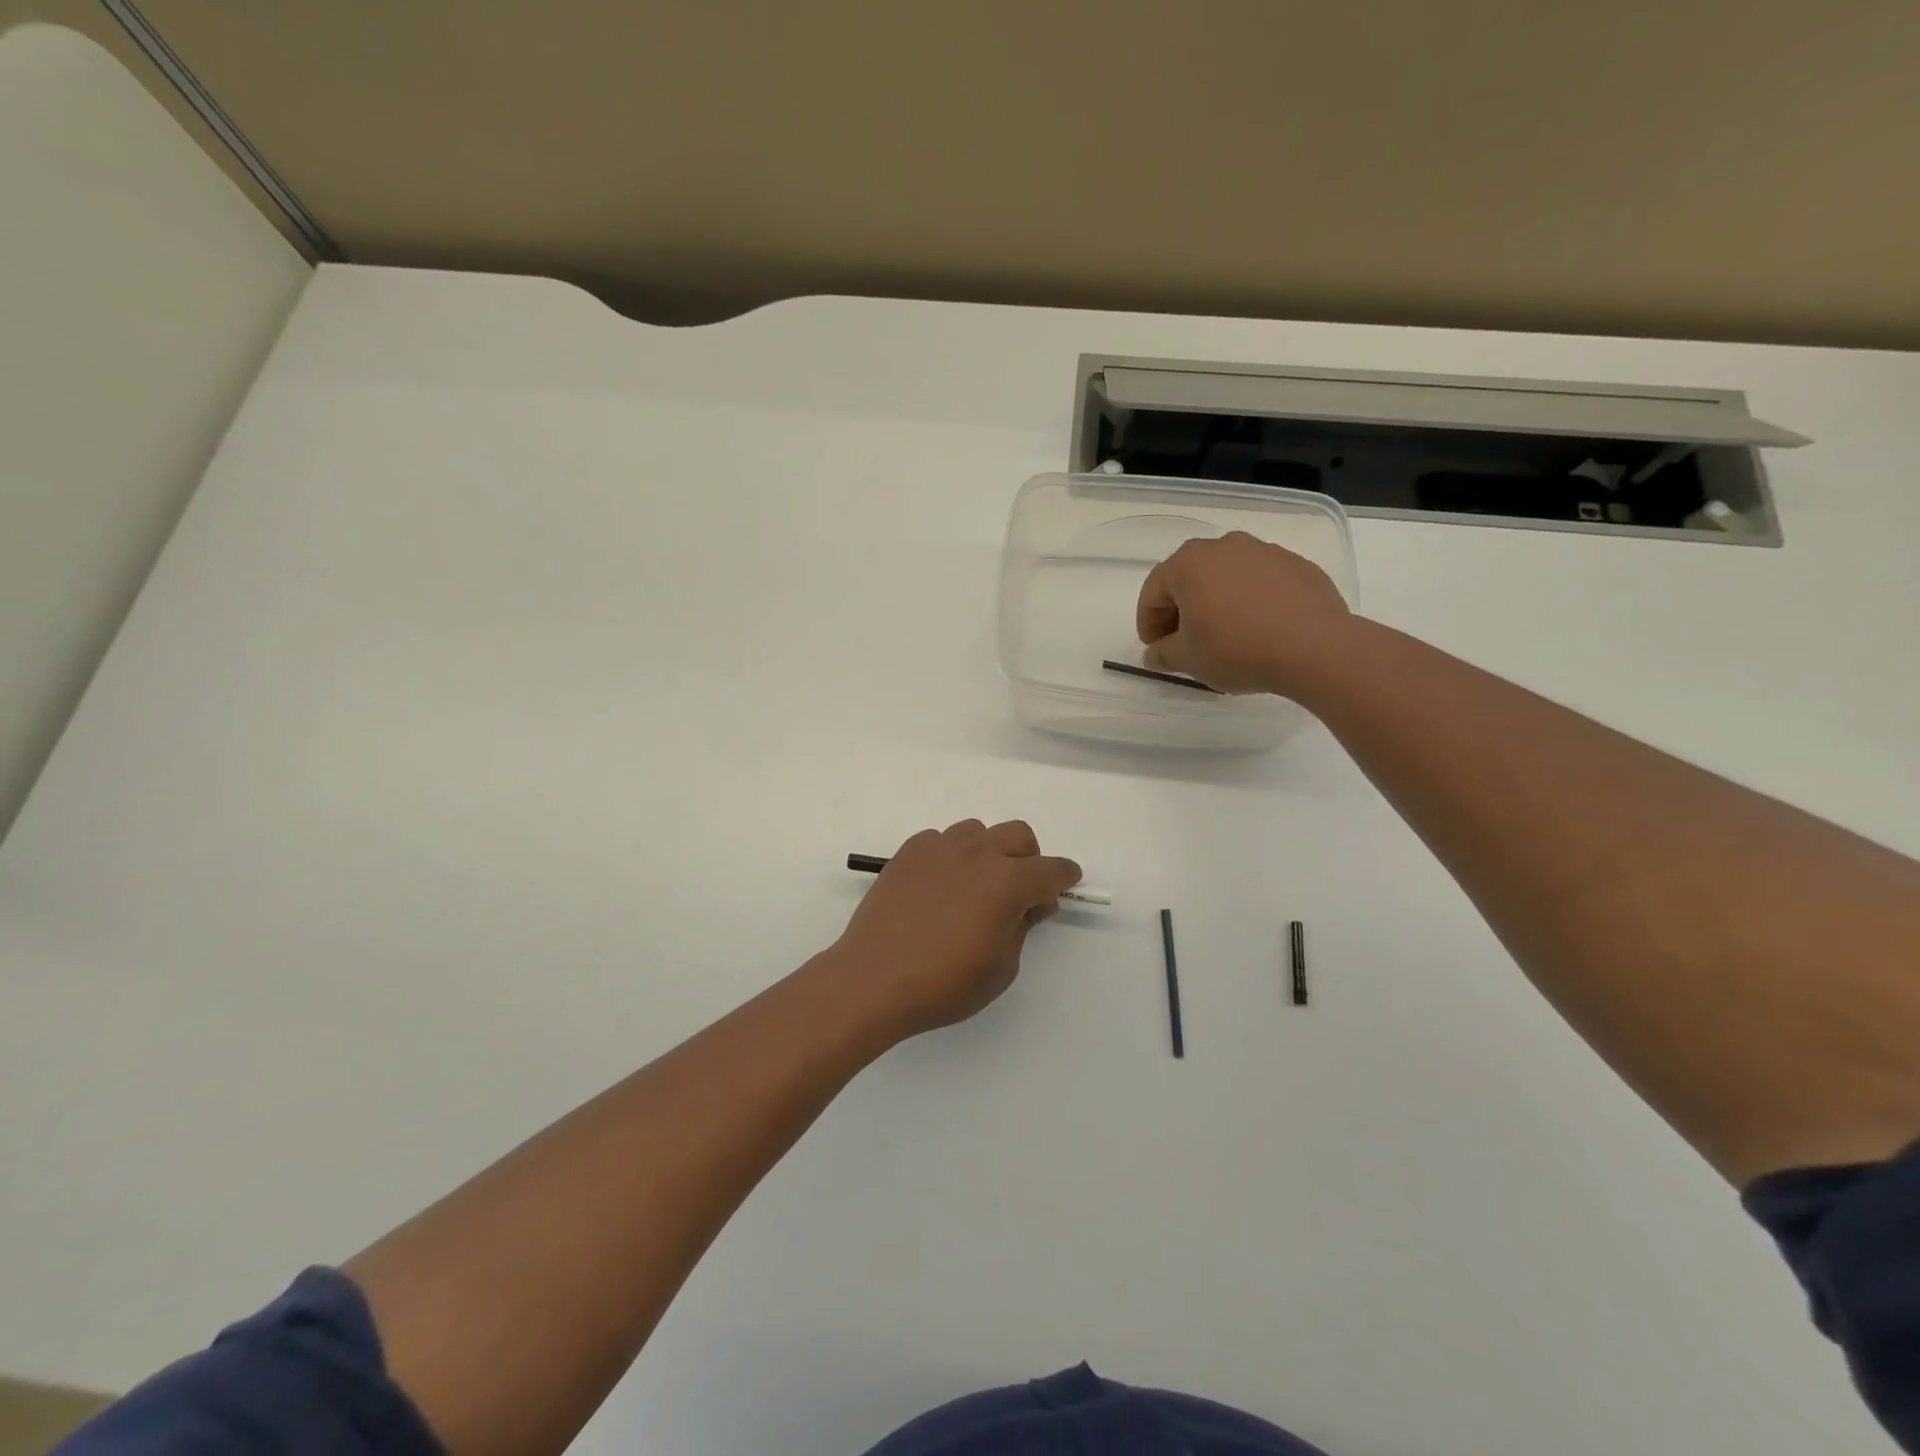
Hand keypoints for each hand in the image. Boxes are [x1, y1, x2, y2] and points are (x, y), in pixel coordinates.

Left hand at [824, 820, 1081, 1040]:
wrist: (873, 979)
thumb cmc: (944, 984)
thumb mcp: (1002, 967)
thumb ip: (1022, 927)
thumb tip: (1031, 904)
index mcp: (1007, 881)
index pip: (1050, 870)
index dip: (1064, 877)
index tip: (1068, 883)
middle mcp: (976, 853)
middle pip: (1018, 835)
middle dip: (1029, 859)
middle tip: (1021, 892)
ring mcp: (938, 848)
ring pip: (978, 831)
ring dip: (989, 852)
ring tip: (976, 886)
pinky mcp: (908, 852)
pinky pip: (941, 840)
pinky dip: (951, 856)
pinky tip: (940, 886)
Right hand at [1135, 531, 1353, 693]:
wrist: (1315, 647)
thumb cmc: (1237, 649)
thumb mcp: (1188, 659)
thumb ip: (1163, 654)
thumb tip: (1154, 655)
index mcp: (1189, 563)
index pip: (1154, 590)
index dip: (1148, 622)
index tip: (1154, 648)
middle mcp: (1224, 546)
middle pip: (1190, 577)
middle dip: (1181, 608)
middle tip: (1183, 641)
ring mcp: (1265, 551)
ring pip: (1227, 576)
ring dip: (1216, 601)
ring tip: (1223, 635)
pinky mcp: (1297, 565)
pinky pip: (1260, 581)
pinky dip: (1250, 600)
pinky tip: (1258, 629)